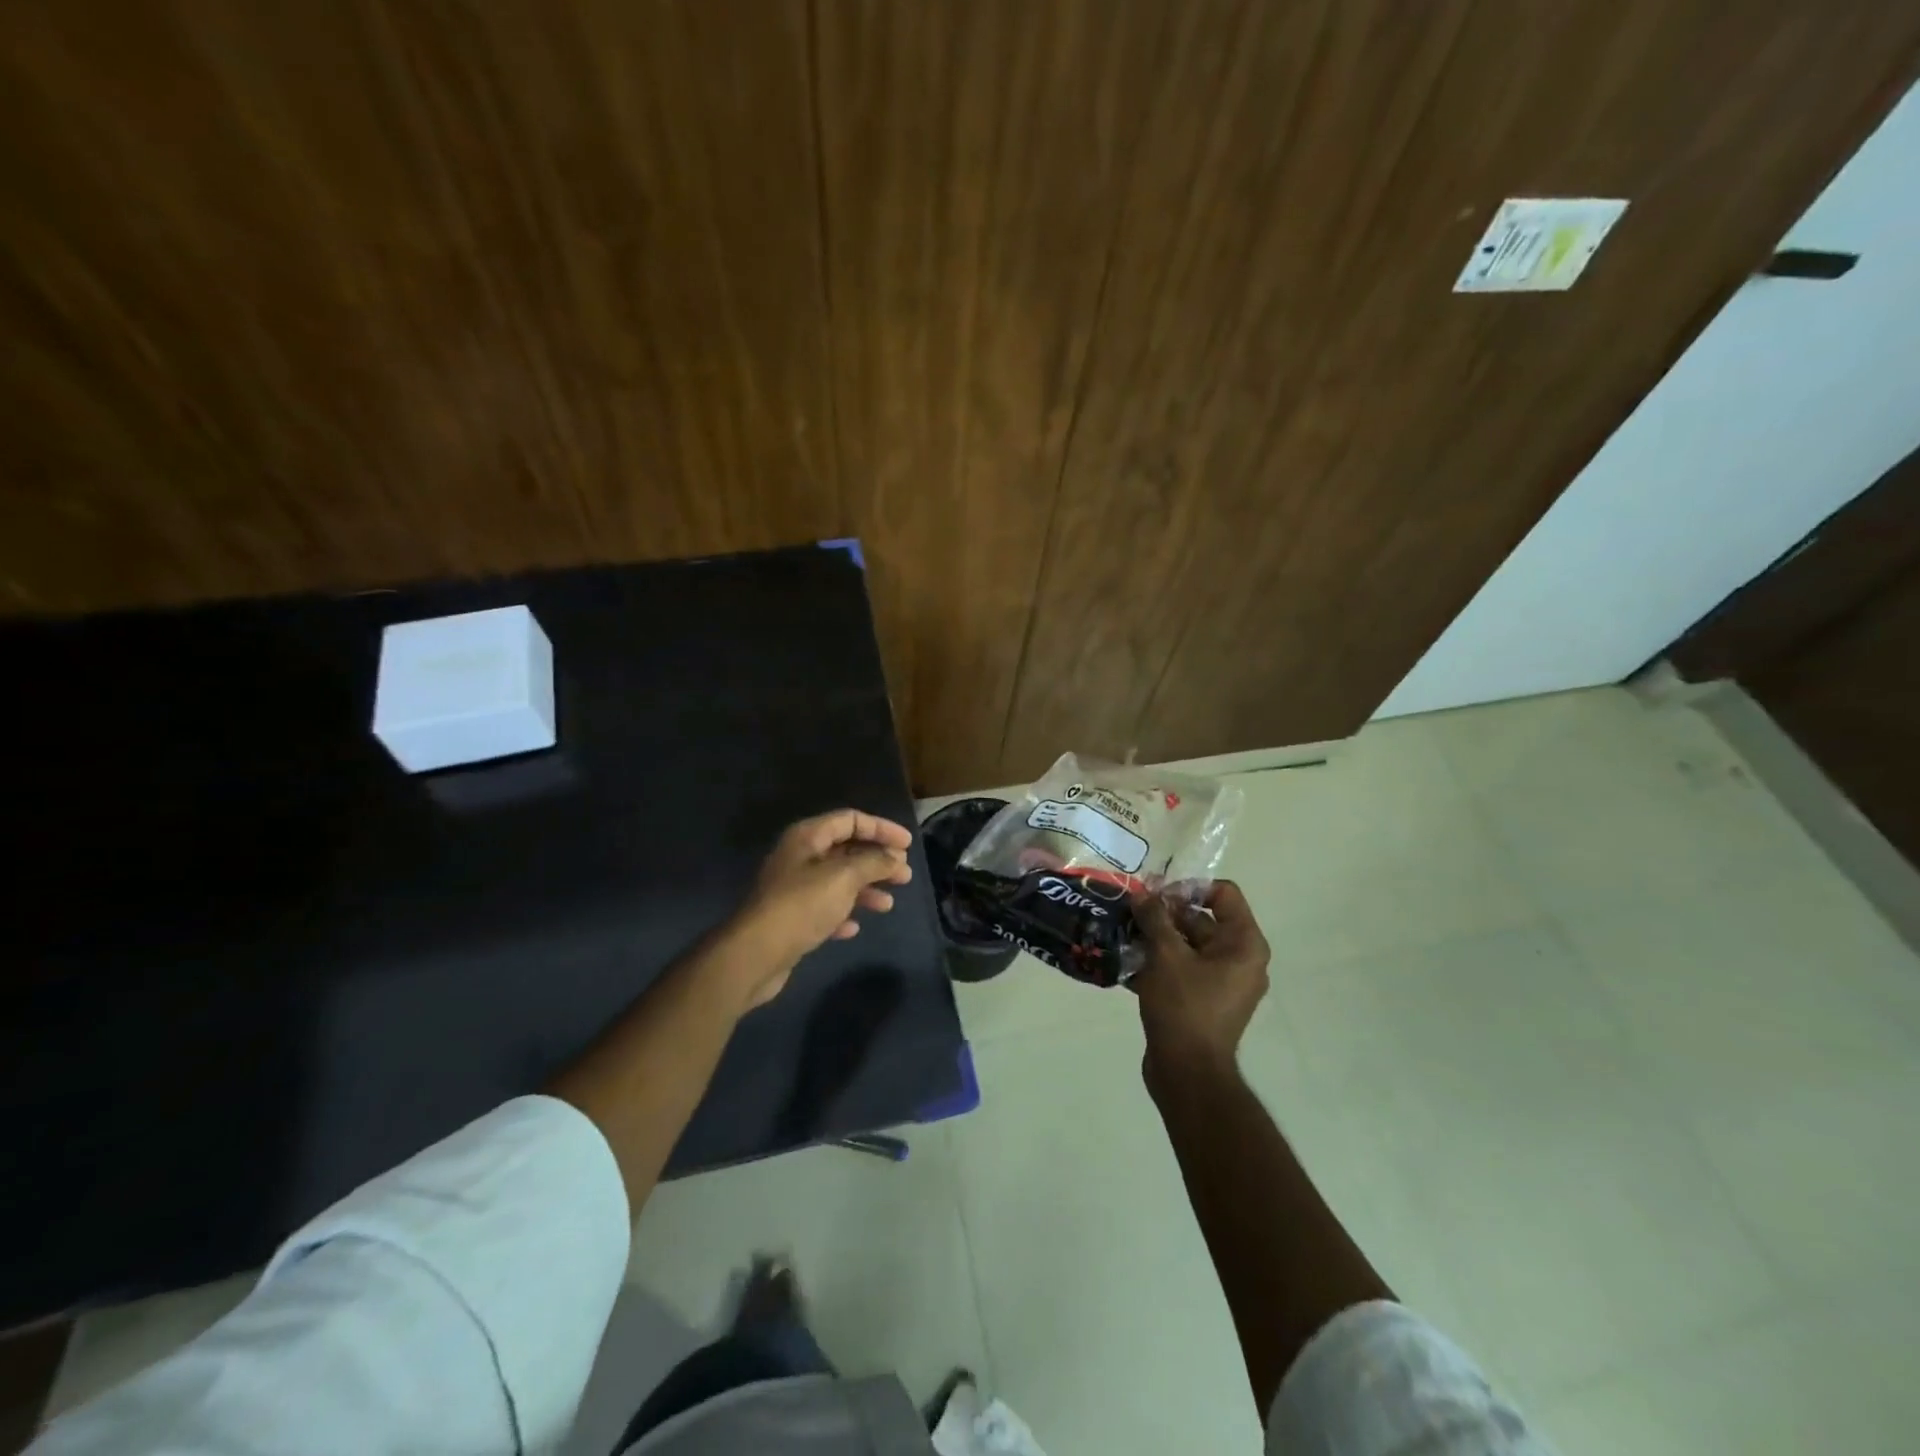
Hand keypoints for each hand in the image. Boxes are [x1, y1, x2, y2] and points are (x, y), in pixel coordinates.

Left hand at [727, 810, 914, 1007]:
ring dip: (865, 889)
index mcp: (808, 837)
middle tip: (904, 875)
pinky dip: (843, 913)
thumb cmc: (802, 905)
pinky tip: (854, 927)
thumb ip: (874, 863)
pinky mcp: (791, 917)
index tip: (908, 845)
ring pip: (838, 881)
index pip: (851, 820)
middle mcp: (800, 857)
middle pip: (846, 850)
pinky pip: (825, 908)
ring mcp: (793, 888)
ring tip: (888, 904)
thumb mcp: (844, 877)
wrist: (755, 954)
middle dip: (877, 861)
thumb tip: (895, 858)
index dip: (881, 828)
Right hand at [1132, 881, 1270, 1071]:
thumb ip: (1155, 918)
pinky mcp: (1203, 1000)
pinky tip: (1125, 962)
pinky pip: (1182, 969)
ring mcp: (1222, 982)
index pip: (1223, 894)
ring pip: (1187, 945)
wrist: (1187, 1073)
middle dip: (1164, 914)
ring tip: (1122, 935)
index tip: (1156, 896)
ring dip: (1155, 938)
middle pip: (1201, 919)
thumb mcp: (1166, 955)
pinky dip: (1158, 962)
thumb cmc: (1185, 1007)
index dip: (1189, 888)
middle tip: (1129, 913)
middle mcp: (1239, 959)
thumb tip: (1143, 894)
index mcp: (1244, 944)